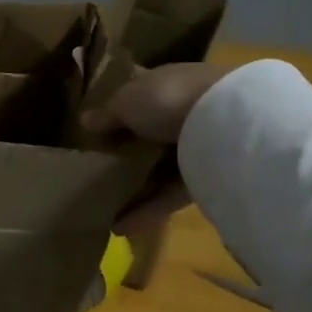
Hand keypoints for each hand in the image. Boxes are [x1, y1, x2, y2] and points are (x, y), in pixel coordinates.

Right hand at [81, 62, 231, 231]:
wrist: (226, 124)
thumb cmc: (168, 99)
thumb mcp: (126, 101)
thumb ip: (107, 114)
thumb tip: (85, 120)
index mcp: (165, 85)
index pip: (139, 97)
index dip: (117, 113)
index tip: (95, 132)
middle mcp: (183, 114)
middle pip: (148, 136)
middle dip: (125, 153)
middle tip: (95, 172)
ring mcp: (196, 147)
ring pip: (158, 169)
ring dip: (132, 188)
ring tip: (103, 206)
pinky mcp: (205, 180)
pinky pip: (170, 195)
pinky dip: (147, 210)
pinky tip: (120, 226)